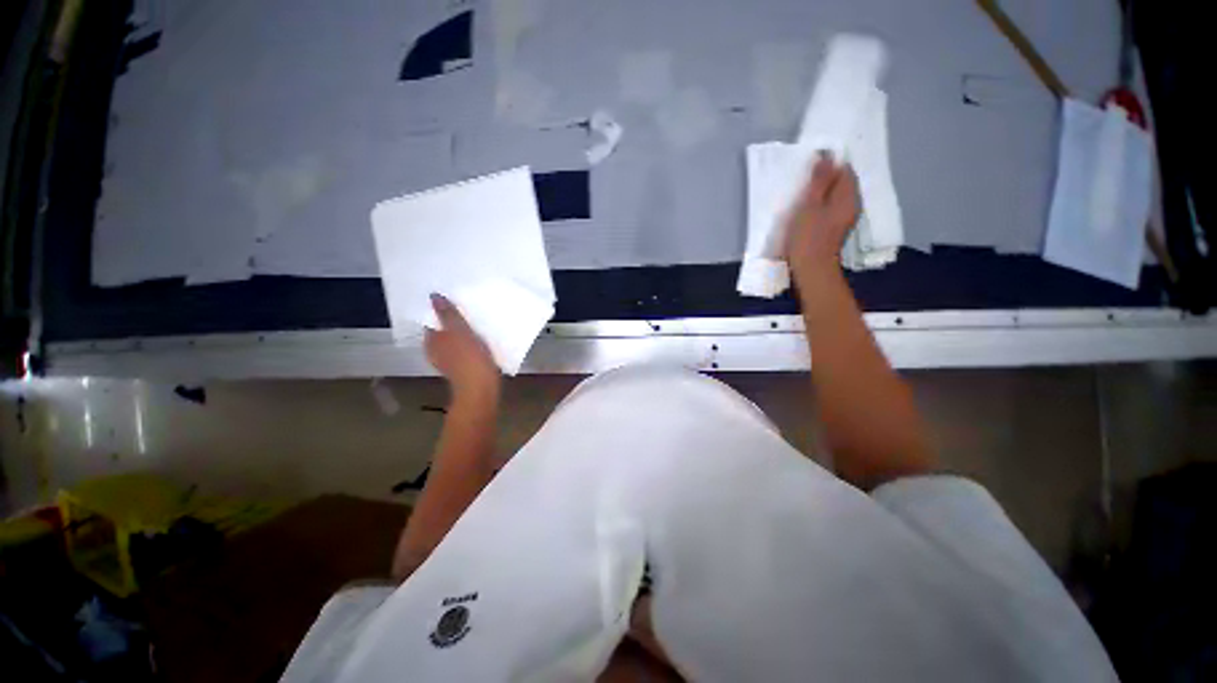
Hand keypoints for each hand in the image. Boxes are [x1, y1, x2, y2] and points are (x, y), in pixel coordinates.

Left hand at [425, 294, 499, 401]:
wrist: (481, 387)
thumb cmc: (468, 358)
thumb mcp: (458, 330)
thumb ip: (447, 313)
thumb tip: (434, 296)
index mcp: (431, 341)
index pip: (433, 321)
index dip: (442, 311)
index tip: (456, 301)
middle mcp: (436, 352)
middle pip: (444, 331)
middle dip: (455, 322)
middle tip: (470, 309)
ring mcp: (451, 362)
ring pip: (456, 341)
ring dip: (465, 333)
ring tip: (480, 322)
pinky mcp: (465, 369)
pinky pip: (467, 350)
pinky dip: (472, 344)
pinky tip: (484, 340)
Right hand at [784, 155, 860, 275]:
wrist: (810, 270)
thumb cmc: (807, 237)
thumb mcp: (809, 205)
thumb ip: (819, 180)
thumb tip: (827, 156)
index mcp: (848, 196)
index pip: (844, 170)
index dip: (828, 164)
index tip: (809, 168)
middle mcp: (852, 205)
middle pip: (841, 184)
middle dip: (824, 179)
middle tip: (802, 182)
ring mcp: (844, 220)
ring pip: (834, 198)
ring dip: (820, 194)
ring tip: (801, 197)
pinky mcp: (834, 231)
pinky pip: (829, 210)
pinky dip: (819, 207)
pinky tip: (805, 213)